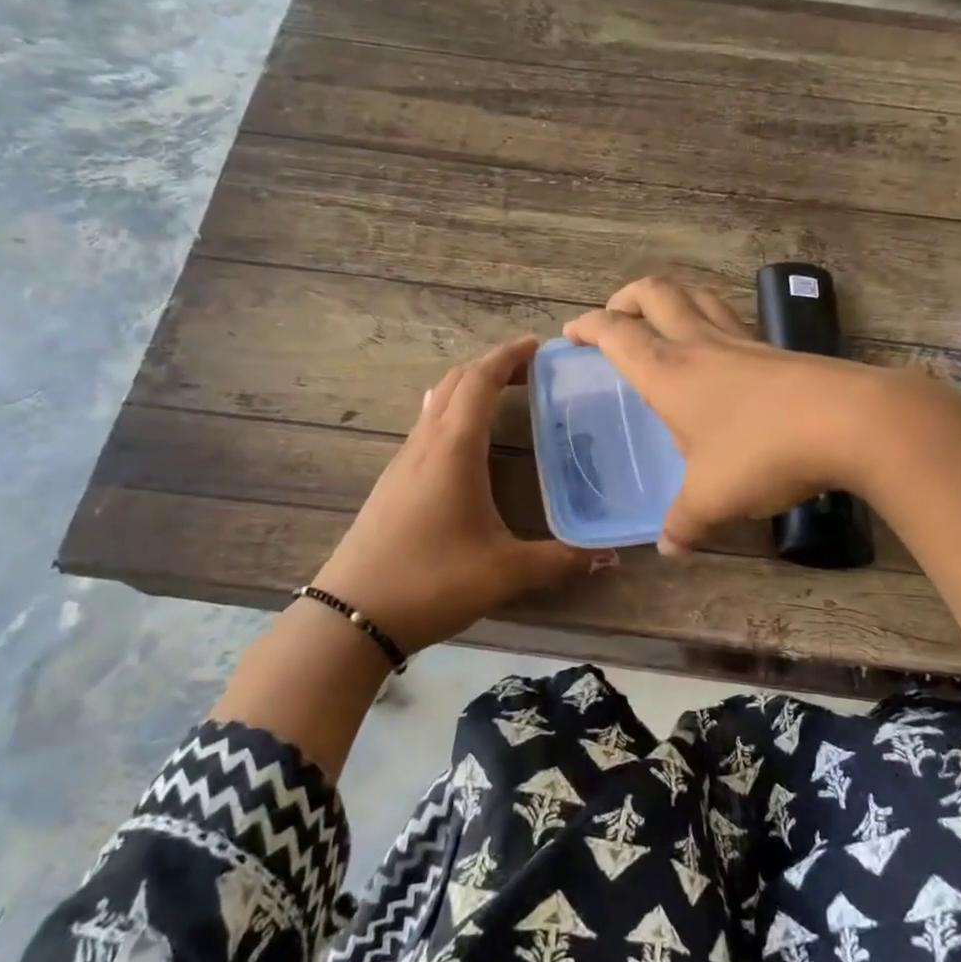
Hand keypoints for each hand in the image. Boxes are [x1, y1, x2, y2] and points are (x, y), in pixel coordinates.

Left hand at [313, 336, 610, 651]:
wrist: (351, 616)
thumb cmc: (431, 582)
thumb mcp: (504, 573)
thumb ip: (559, 561)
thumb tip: (609, 556)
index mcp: (454, 449)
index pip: (480, 381)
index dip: (509, 356)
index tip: (538, 345)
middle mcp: (425, 444)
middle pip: (456, 382)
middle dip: (492, 366)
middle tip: (530, 370)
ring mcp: (403, 462)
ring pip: (436, 402)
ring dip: (468, 388)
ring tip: (503, 396)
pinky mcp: (392, 482)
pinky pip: (425, 427)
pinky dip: (452, 413)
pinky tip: (466, 441)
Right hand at [564, 277, 898, 552]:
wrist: (850, 421)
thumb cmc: (762, 452)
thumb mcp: (713, 497)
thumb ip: (684, 522)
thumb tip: (668, 548)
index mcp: (668, 371)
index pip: (616, 333)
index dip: (588, 327)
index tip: (571, 334)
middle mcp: (699, 345)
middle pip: (655, 293)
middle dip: (625, 298)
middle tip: (615, 319)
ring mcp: (742, 341)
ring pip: (697, 296)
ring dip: (671, 300)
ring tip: (663, 322)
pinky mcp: (775, 350)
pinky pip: (730, 320)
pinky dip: (711, 321)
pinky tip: (719, 354)